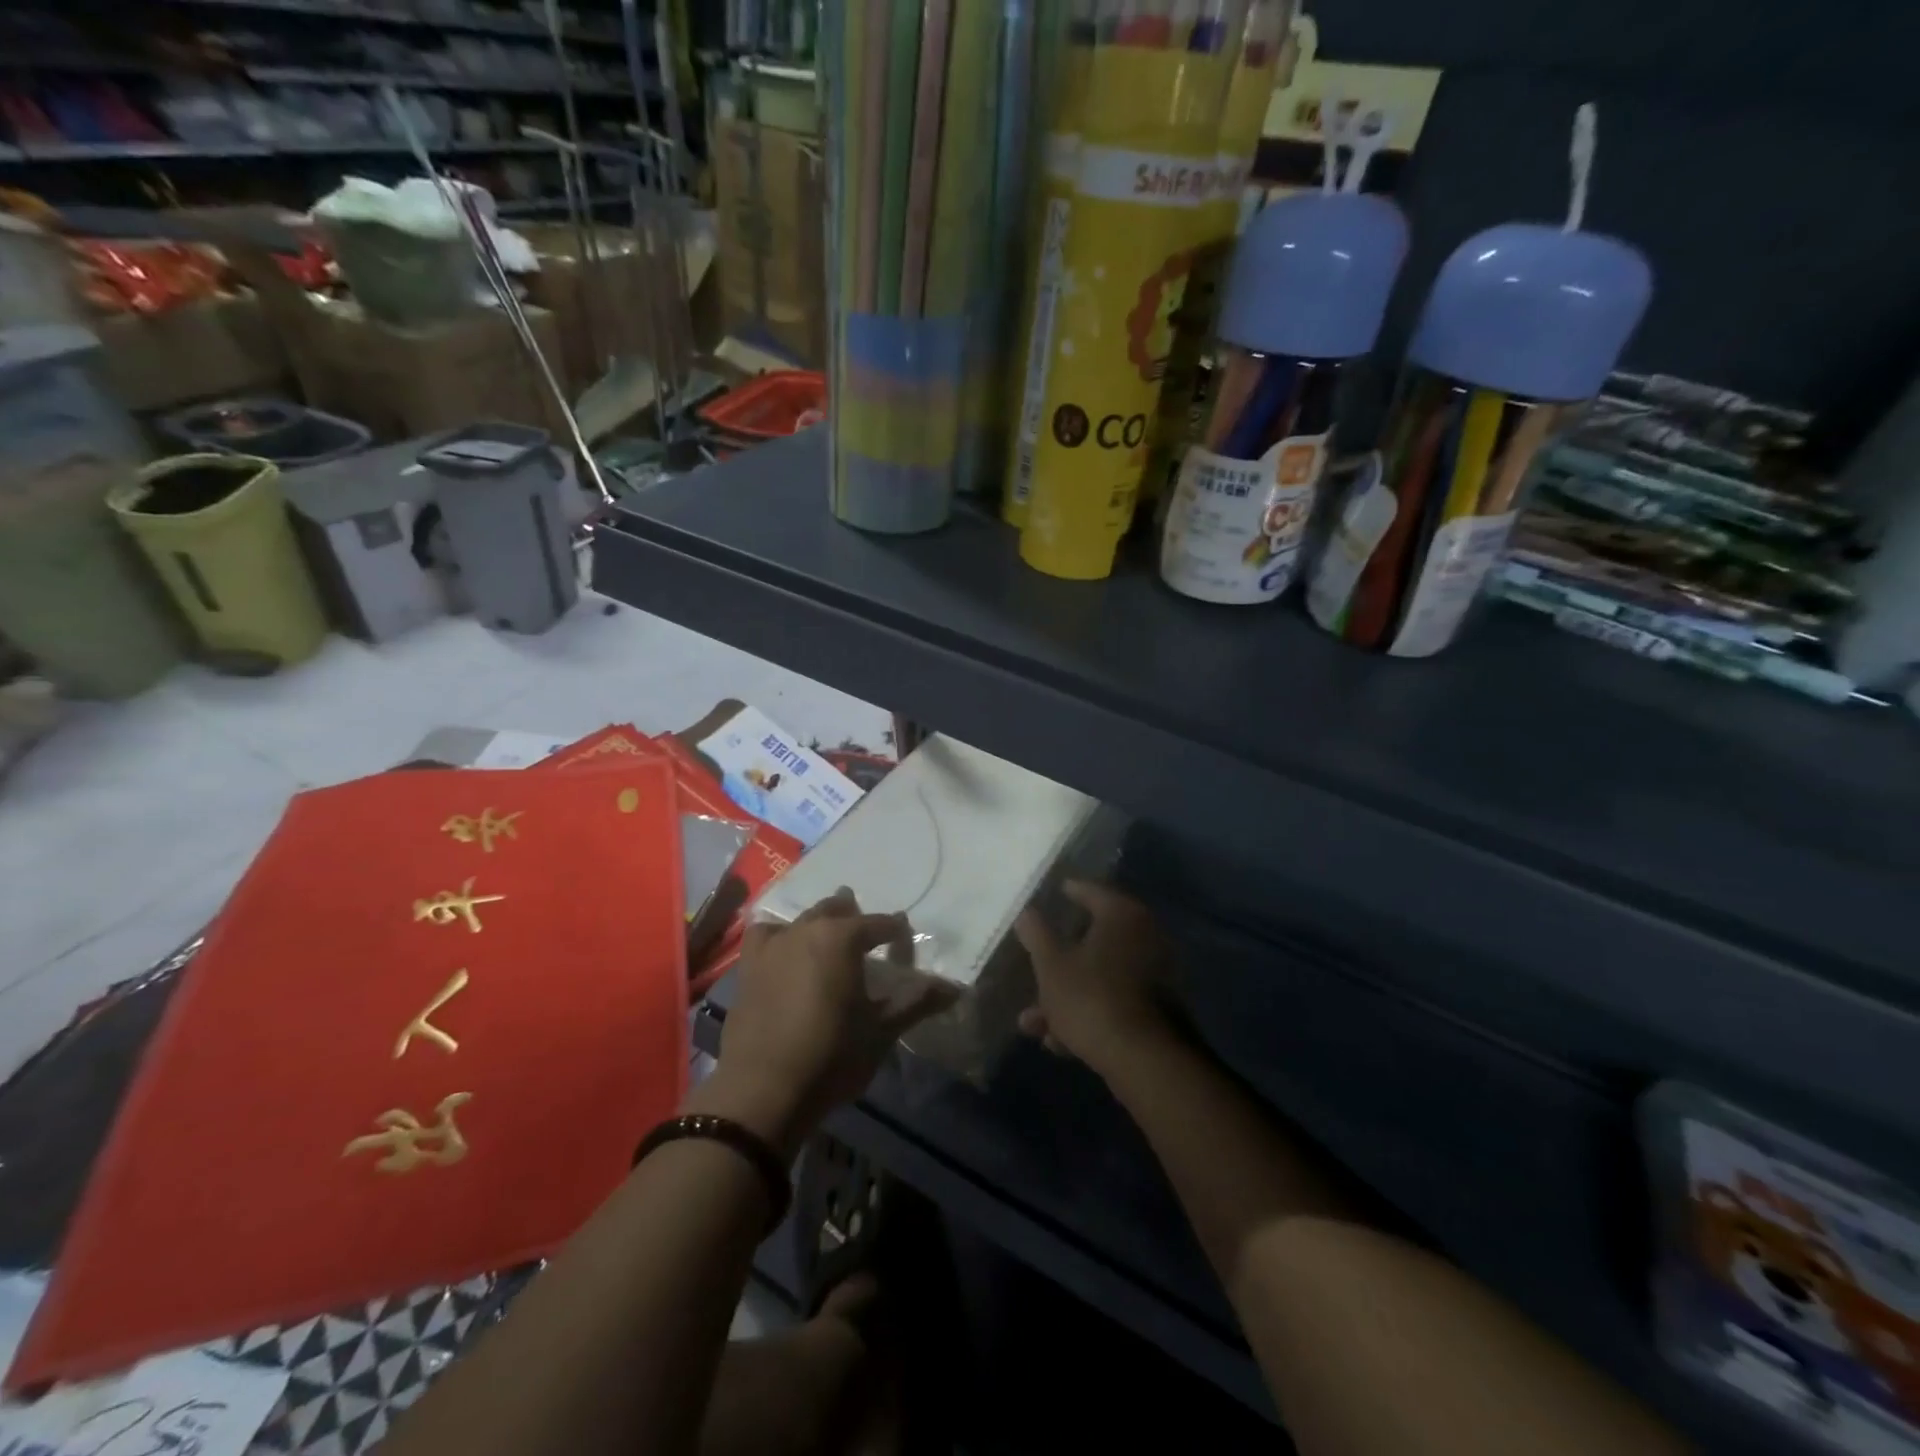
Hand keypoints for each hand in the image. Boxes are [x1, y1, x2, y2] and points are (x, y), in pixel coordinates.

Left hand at [693, 889, 952, 1157]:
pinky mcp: (748, 966)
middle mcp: (807, 930)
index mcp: (843, 938)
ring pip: (802, 918)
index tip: (904, 937)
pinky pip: (764, 934)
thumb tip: (954, 987)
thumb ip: (916, 1003)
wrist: (763, 1091)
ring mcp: (773, 946)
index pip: (879, 924)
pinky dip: (778, 932)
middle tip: (867, 932)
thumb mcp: (881, 1031)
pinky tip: (782, 945)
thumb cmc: (831, 1056)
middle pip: (837, 910)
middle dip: (854, 917)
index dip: (895, 930)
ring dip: (819, 920)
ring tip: (827, 932)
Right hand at [1015, 881, 1171, 1075]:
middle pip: (1093, 941)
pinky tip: (1059, 1042)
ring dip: (1065, 997)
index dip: (1070, 892)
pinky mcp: (1158, 1011)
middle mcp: (1146, 937)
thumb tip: (1026, 912)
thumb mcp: (1051, 965)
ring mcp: (1155, 976)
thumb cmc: (1092, 997)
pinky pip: (1114, 1002)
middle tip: (1033, 968)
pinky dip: (1088, 1015)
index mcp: (1122, 915)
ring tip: (1032, 1023)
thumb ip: (1036, 934)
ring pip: (1100, 977)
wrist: (1145, 1060)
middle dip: (1057, 962)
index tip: (1055, 893)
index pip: (1092, 891)